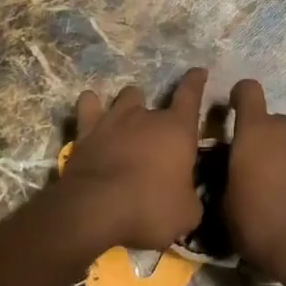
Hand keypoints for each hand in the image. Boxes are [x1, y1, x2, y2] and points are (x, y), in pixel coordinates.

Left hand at [59, 68, 206, 250]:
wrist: (96, 209)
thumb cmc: (150, 208)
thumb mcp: (186, 214)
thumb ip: (190, 198)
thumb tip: (187, 197)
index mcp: (177, 130)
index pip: (191, 95)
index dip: (196, 81)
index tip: (199, 71)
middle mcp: (146, 116)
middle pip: (153, 98)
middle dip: (155, 112)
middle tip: (154, 134)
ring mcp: (114, 119)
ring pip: (125, 96)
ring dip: (127, 105)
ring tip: (126, 120)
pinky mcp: (86, 131)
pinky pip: (88, 105)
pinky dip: (91, 106)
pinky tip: (92, 111)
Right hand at [225, 80, 285, 285]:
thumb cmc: (259, 221)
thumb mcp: (225, 204)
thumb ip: (225, 176)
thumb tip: (227, 173)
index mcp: (255, 130)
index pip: (248, 90)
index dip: (238, 96)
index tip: (230, 111)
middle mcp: (285, 128)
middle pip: (269, 120)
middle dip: (259, 137)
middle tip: (249, 166)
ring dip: (279, 154)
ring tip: (272, 186)